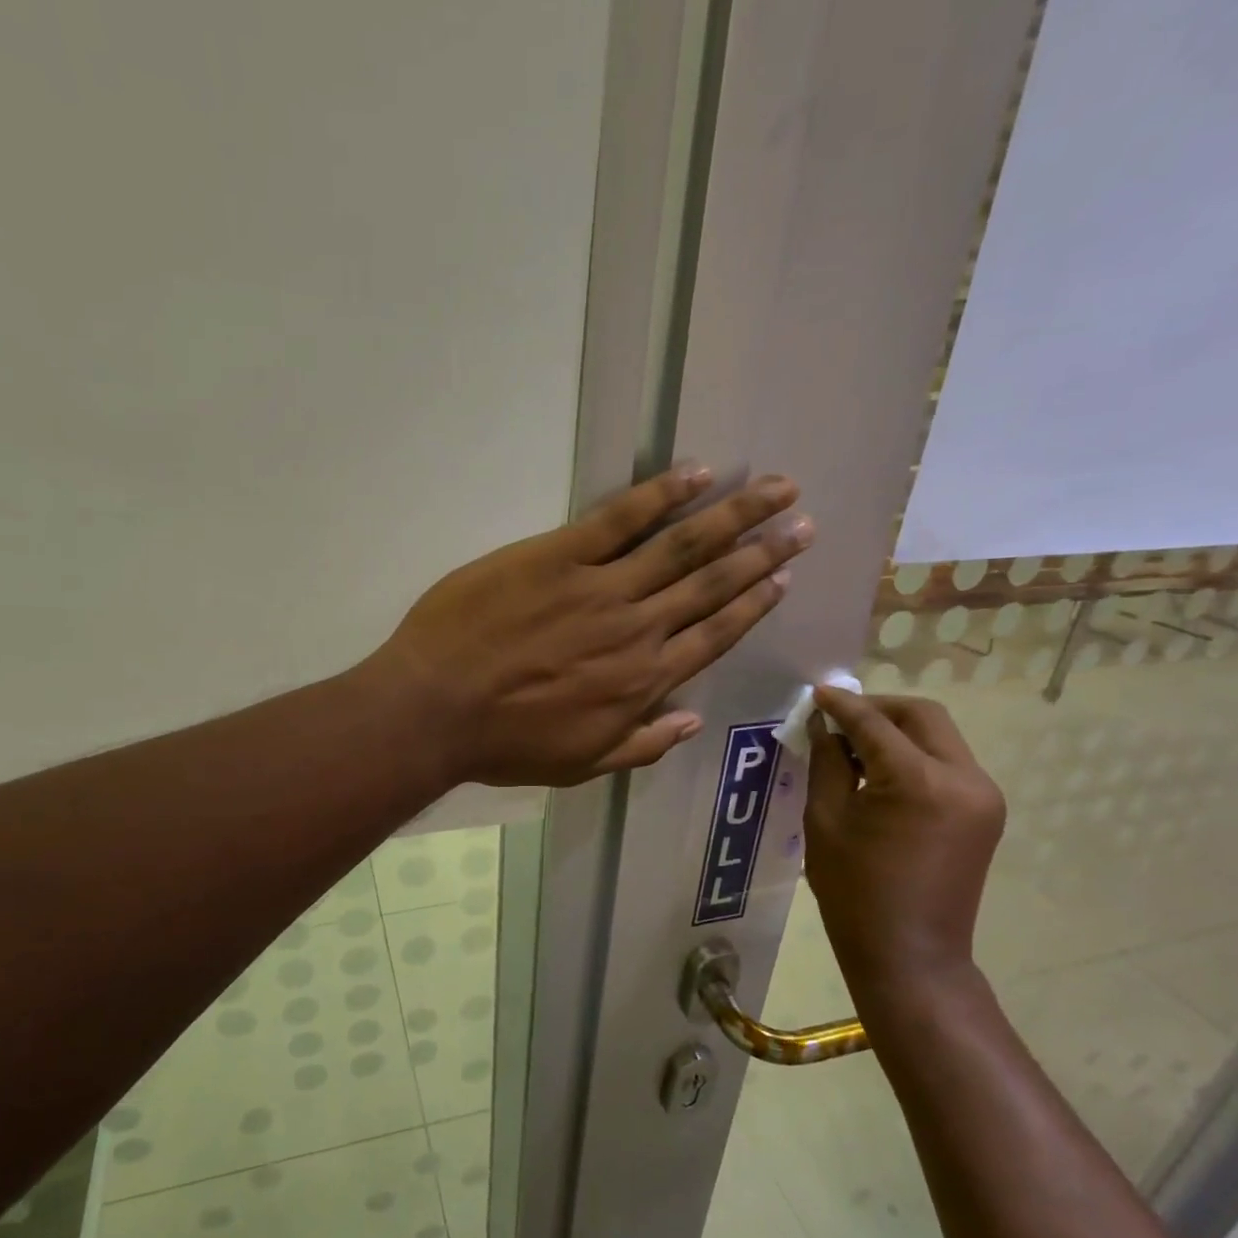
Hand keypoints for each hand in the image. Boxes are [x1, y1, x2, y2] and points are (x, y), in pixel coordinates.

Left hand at [372, 464, 811, 786]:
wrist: (436, 709)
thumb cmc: (505, 744)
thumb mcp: (579, 764)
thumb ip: (641, 744)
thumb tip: (692, 722)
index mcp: (642, 681)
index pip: (713, 635)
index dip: (752, 604)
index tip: (783, 578)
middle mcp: (636, 629)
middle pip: (711, 583)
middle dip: (762, 551)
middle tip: (801, 522)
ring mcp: (599, 587)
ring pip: (681, 545)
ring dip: (732, 515)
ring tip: (775, 489)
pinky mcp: (556, 555)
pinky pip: (618, 519)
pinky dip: (660, 494)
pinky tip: (696, 473)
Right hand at [803, 689, 1005, 988]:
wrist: (910, 955)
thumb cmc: (854, 893)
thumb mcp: (826, 821)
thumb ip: (827, 763)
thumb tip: (824, 726)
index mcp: (919, 782)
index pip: (876, 723)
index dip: (843, 705)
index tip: (817, 694)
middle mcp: (964, 779)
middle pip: (922, 716)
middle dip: (878, 709)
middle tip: (838, 717)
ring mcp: (983, 796)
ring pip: (939, 736)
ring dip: (897, 731)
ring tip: (854, 747)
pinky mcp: (985, 813)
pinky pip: (947, 764)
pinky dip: (913, 756)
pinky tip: (881, 772)